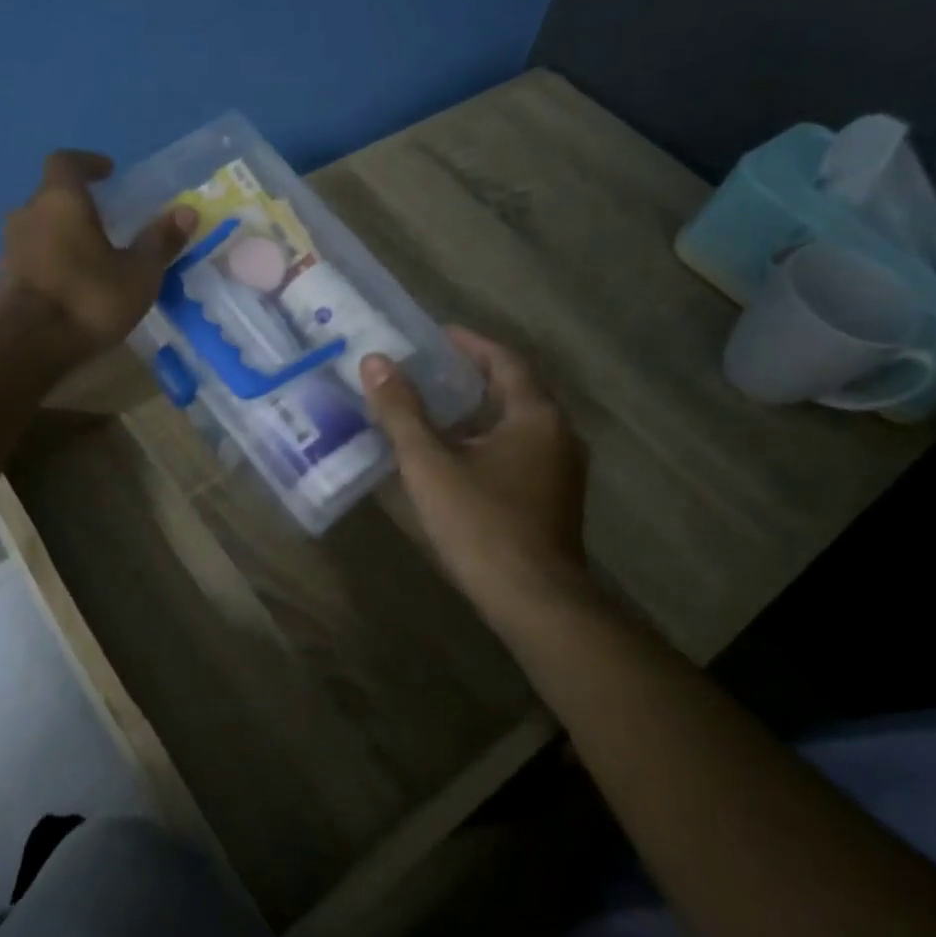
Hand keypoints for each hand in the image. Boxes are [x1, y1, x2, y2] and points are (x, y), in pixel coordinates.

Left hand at [0, 150, 197, 362]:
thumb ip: (160, 241)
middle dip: (78, 204)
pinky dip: (52, 261)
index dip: (88, 163)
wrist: (25, 347)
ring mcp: (9, 248)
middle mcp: (28, 214)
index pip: (66, 162)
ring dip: (63, 234)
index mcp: (60, 200)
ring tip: (92, 255)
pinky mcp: (2, 279)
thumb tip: (186, 211)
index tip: (108, 172)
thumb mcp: (138, 274)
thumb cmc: (87, 299)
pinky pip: (32, 257)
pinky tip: (72, 284)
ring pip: (40, 228)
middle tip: (107, 220)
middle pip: (51, 196)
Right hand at [362, 327, 589, 609]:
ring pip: (516, 423)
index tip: (435, 335)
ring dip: (478, 410)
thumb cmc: (481, 523)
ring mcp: (560, 470)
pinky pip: (518, 450)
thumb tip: (375, 361)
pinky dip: (487, 439)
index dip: (469, 344)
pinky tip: (455, 455)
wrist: (534, 601)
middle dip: (471, 375)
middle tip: (426, 369)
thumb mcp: (430, 463)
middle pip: (513, 390)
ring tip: (433, 407)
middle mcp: (558, 434)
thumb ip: (401, 410)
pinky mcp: (553, 498)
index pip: (504, 361)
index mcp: (535, 416)